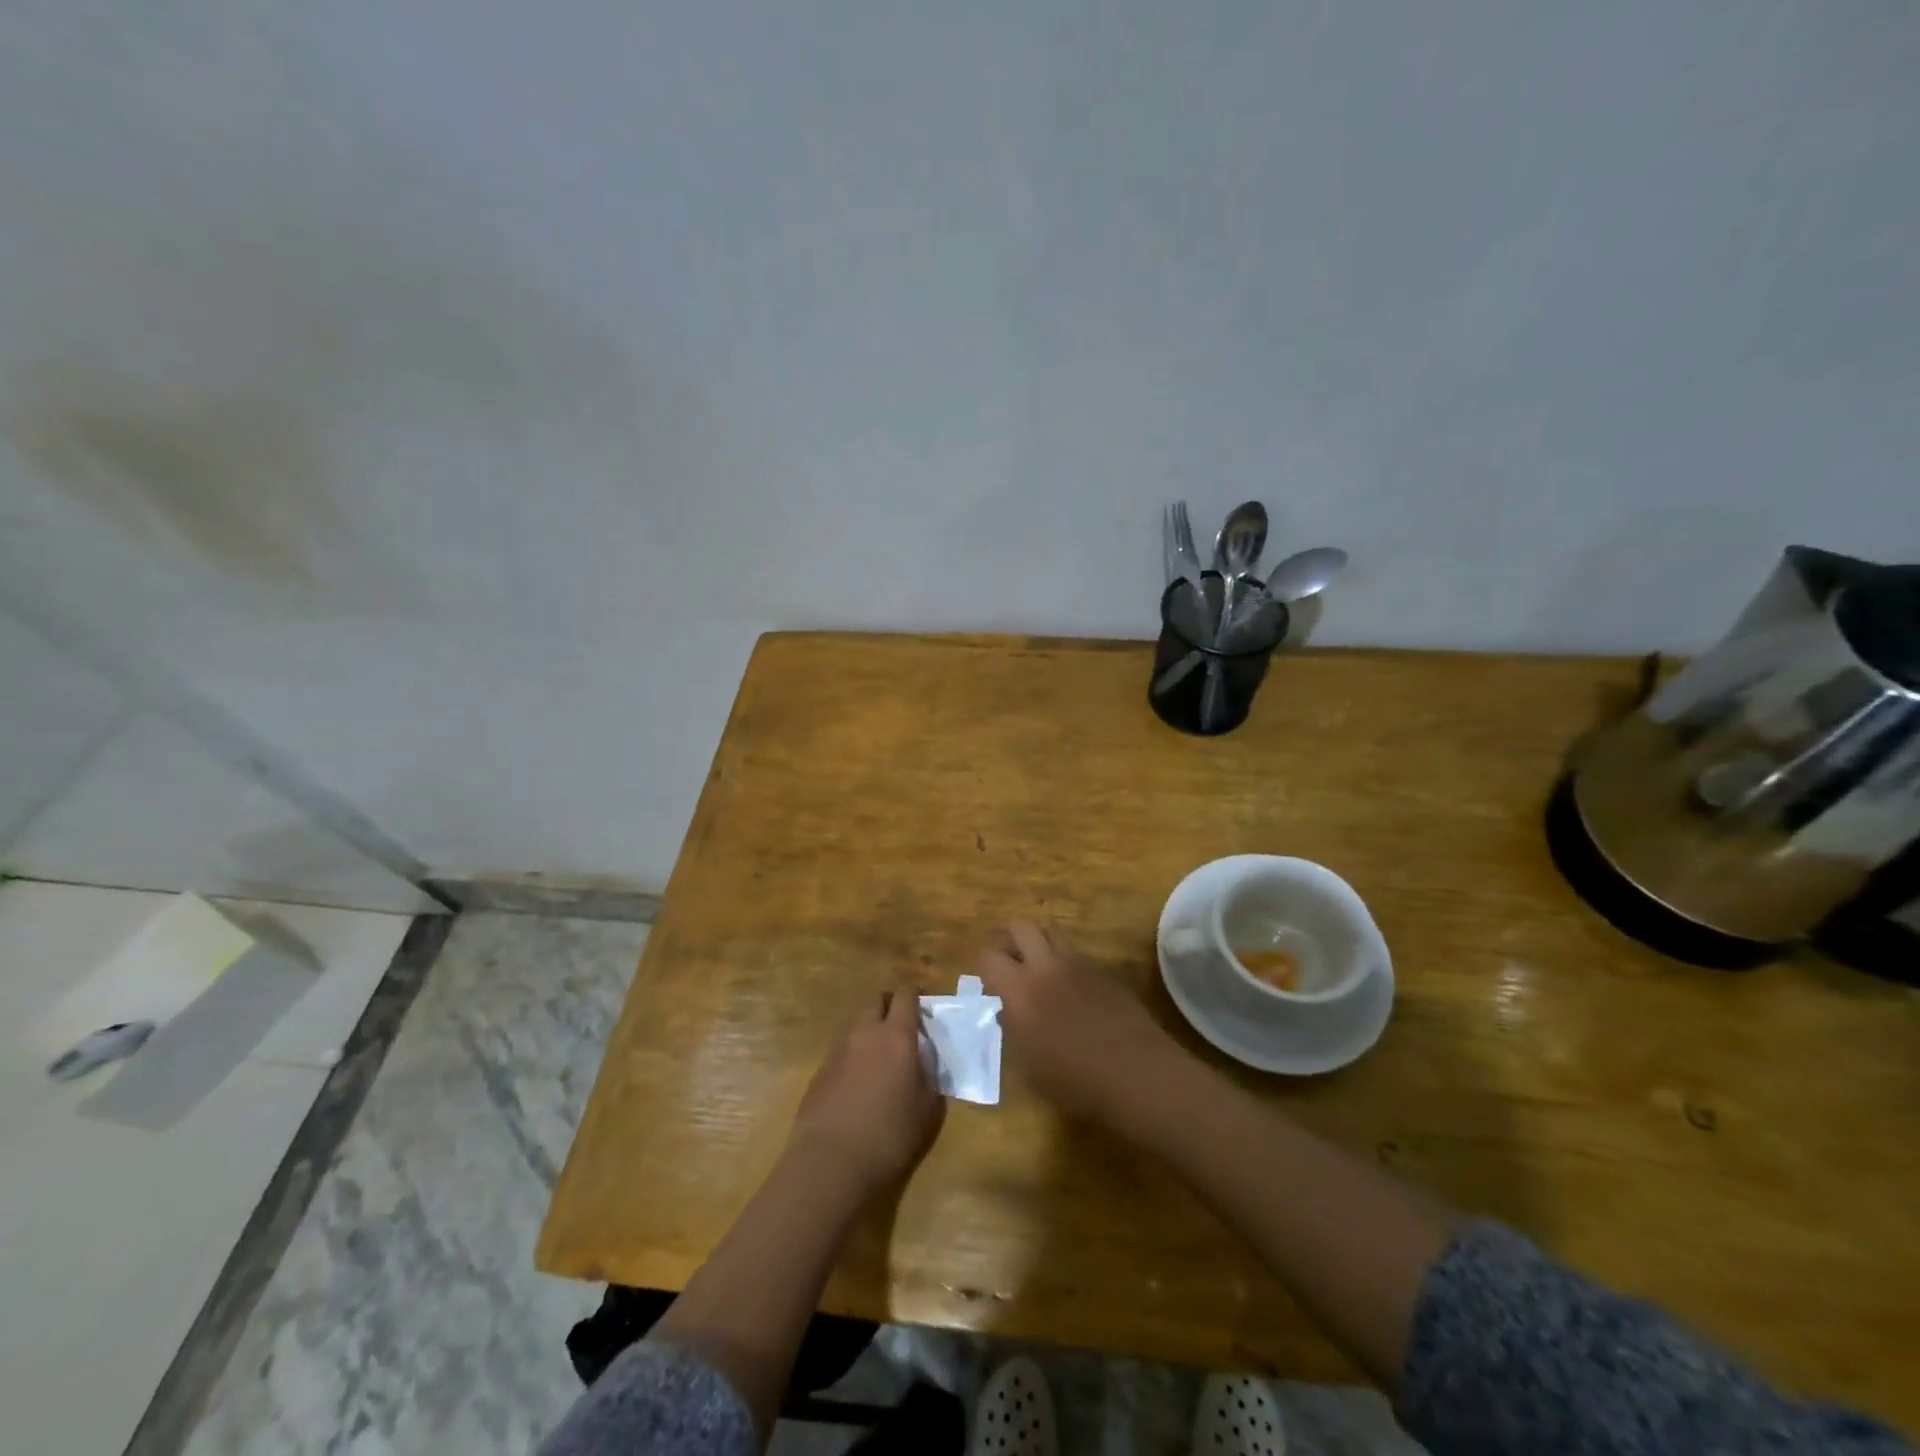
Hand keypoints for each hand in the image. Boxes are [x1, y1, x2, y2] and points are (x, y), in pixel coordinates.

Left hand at [787, 991, 945, 1196]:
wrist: (830, 1162)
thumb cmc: (889, 1136)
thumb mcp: (927, 1108)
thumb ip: (928, 1074)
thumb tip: (922, 1058)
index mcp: (896, 1036)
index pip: (905, 995)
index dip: (915, 995)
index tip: (924, 1005)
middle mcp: (865, 1032)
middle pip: (876, 999)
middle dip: (889, 1004)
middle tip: (902, 1025)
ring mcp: (838, 1048)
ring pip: (857, 1022)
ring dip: (870, 1028)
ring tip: (881, 1055)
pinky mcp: (820, 1069)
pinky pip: (842, 1047)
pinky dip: (855, 1052)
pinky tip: (860, 1080)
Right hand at [974, 920, 1181, 1121]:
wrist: (1136, 1074)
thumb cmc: (1075, 1081)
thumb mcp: (1029, 1065)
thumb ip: (1012, 1029)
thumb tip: (1007, 1011)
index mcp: (1020, 990)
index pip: (988, 955)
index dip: (985, 967)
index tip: (991, 987)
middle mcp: (1046, 966)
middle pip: (1020, 925)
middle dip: (1010, 940)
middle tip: (1012, 966)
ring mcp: (1078, 964)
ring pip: (1051, 930)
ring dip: (1040, 944)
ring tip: (1042, 972)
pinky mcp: (1103, 970)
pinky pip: (1076, 953)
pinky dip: (1066, 962)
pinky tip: (1073, 991)